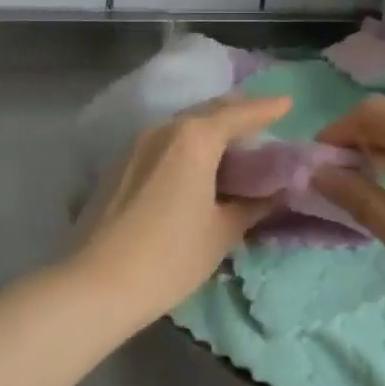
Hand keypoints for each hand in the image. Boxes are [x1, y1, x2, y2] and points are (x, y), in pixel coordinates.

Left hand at [68, 95, 291, 328]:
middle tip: (262, 120)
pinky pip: (163, 141)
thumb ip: (251, 206)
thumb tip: (273, 193)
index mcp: (194, 138)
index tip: (287, 102)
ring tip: (232, 143)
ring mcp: (136, 144)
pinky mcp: (120, 164)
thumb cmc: (171, 256)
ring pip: (182, 125)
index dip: (265, 108)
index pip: (238, 114)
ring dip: (209, 128)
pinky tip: (196, 165)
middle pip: (207, 112)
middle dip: (236, 112)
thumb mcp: (222, 232)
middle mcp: (164, 129)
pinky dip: (186, 144)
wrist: (97, 283)